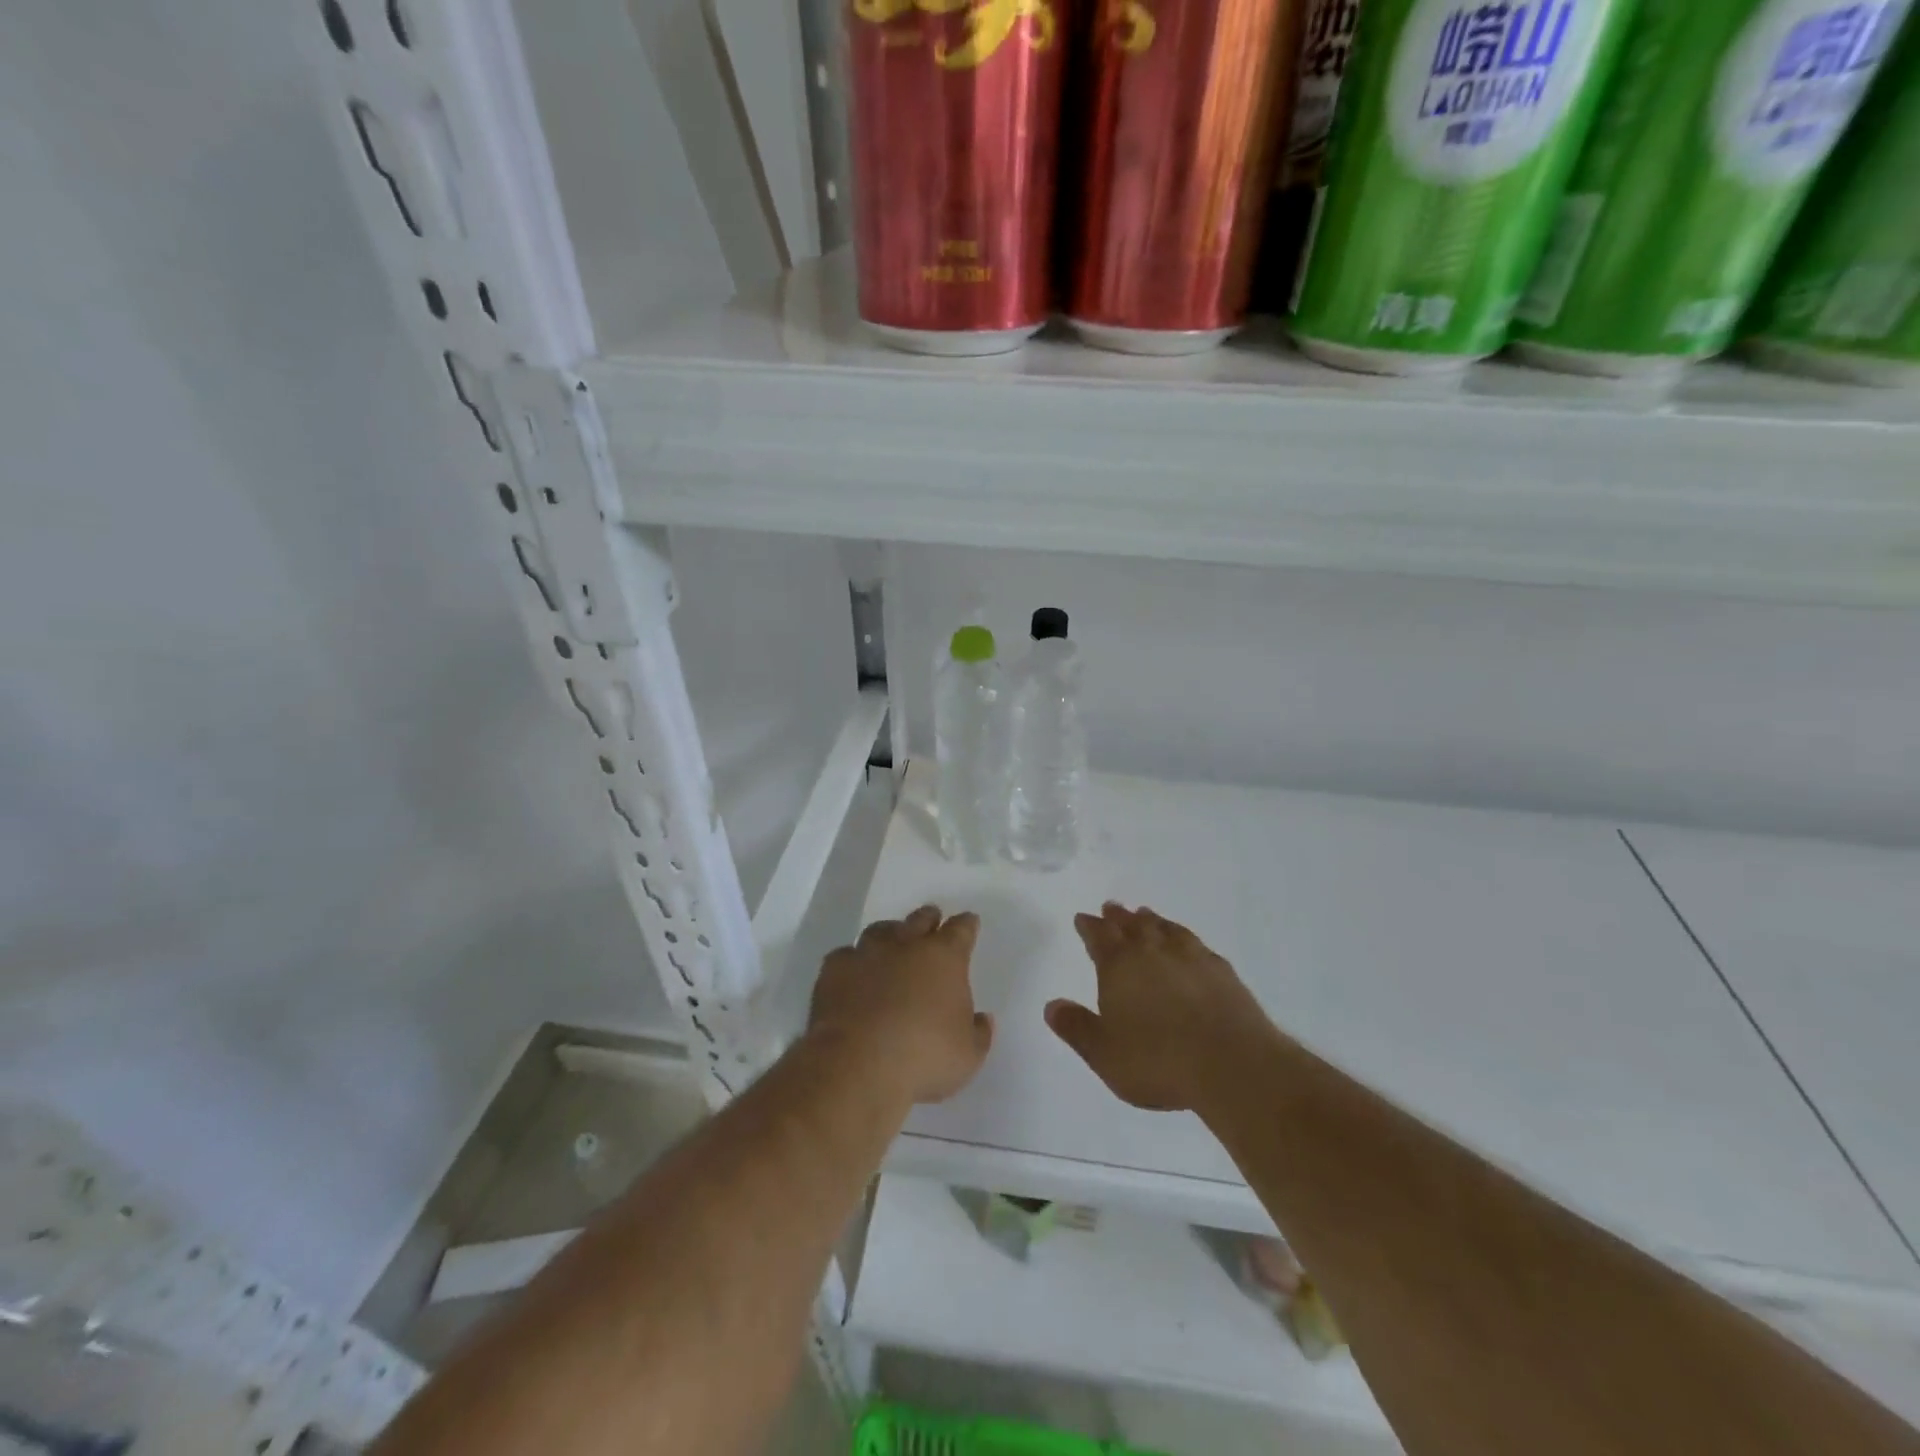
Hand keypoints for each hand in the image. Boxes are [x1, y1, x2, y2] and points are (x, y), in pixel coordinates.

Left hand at [809, 905, 992, 1104]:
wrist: (857, 1063)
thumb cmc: (923, 1057)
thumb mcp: (968, 1056)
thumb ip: (978, 1034)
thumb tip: (982, 1019)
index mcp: (944, 958)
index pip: (961, 930)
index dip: (966, 926)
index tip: (969, 922)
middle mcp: (906, 945)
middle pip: (920, 919)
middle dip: (928, 918)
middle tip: (932, 918)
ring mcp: (867, 953)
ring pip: (881, 930)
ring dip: (890, 933)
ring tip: (891, 941)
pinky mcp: (834, 970)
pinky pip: (846, 955)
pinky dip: (853, 961)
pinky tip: (853, 972)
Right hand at [1046, 903, 1274, 1112]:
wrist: (1231, 1064)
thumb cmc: (1158, 1061)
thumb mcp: (1104, 1053)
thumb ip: (1076, 1027)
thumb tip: (1052, 1005)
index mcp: (1119, 966)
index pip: (1099, 937)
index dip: (1089, 926)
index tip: (1083, 918)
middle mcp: (1153, 951)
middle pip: (1131, 925)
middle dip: (1118, 917)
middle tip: (1111, 907)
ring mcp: (1191, 957)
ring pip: (1165, 928)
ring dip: (1151, 920)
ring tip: (1145, 914)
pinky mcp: (1221, 971)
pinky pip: (1196, 943)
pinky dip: (1183, 937)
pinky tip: (1188, 944)